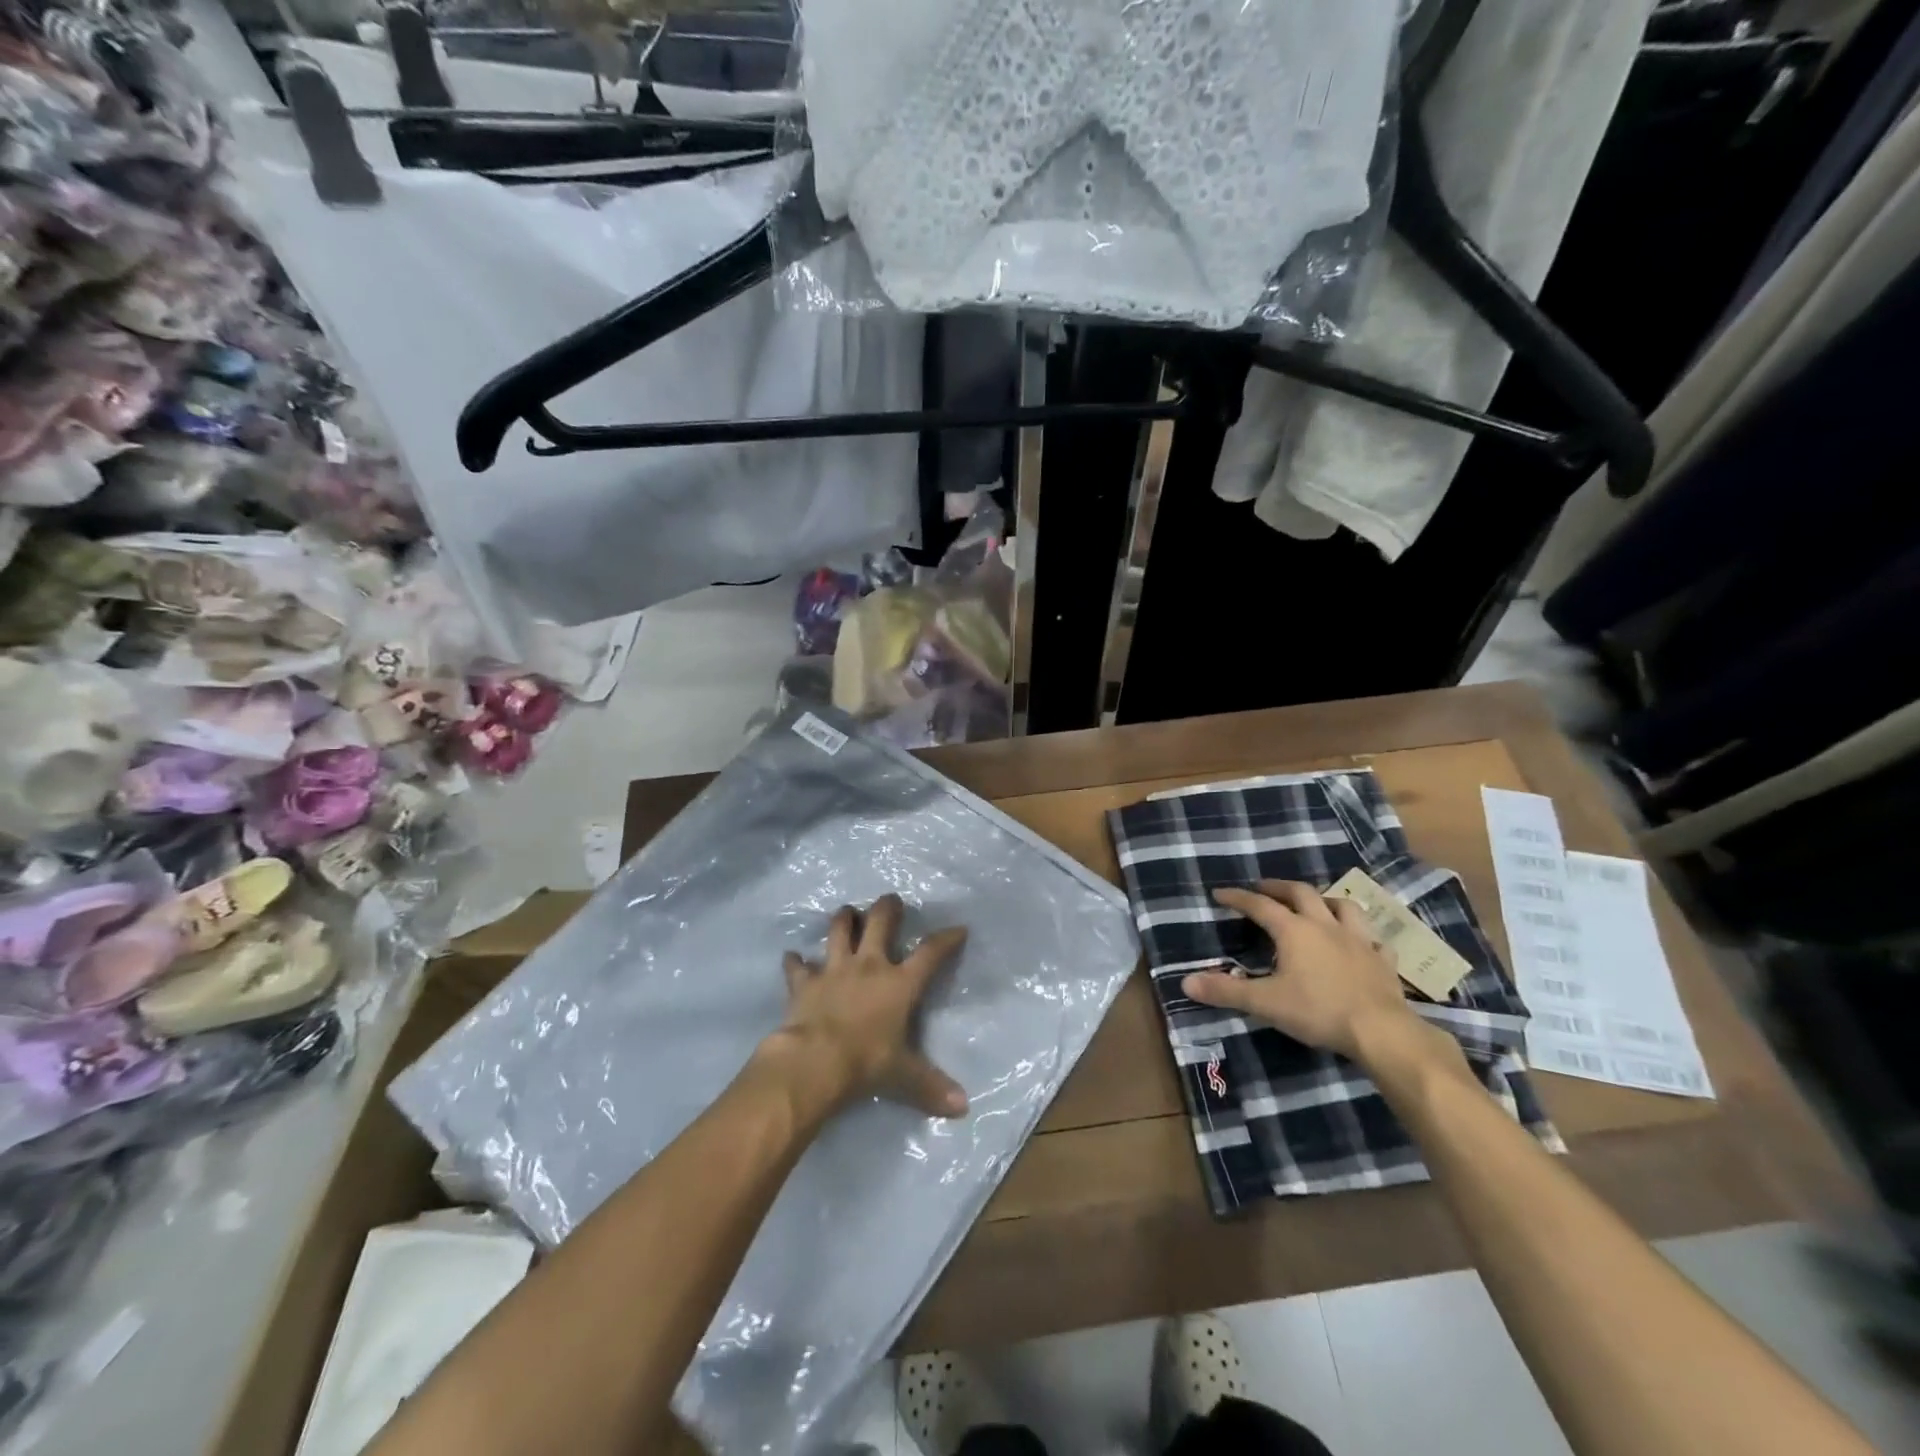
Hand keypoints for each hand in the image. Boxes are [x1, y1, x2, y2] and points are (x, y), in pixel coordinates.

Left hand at [763, 895, 968, 1118]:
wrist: (814, 1062)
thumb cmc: (866, 1063)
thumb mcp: (904, 1076)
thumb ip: (931, 1086)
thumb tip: (963, 1107)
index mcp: (899, 983)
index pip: (930, 953)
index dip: (946, 939)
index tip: (959, 928)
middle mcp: (869, 966)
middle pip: (880, 922)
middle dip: (887, 908)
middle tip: (891, 901)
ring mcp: (834, 969)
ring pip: (838, 930)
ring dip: (843, 919)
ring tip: (847, 912)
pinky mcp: (804, 982)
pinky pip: (797, 966)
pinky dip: (795, 962)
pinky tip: (792, 958)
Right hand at [1183, 880, 1443, 1068]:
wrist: (1382, 1031)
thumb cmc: (1319, 1011)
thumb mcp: (1265, 1003)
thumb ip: (1226, 991)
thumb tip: (1186, 981)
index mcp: (1294, 931)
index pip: (1259, 906)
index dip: (1238, 898)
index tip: (1220, 894)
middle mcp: (1325, 925)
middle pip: (1301, 893)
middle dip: (1279, 887)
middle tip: (1264, 889)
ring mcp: (1359, 940)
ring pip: (1343, 906)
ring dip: (1325, 901)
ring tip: (1315, 905)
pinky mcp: (1383, 960)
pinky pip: (1373, 939)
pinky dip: (1362, 936)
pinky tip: (1360, 943)